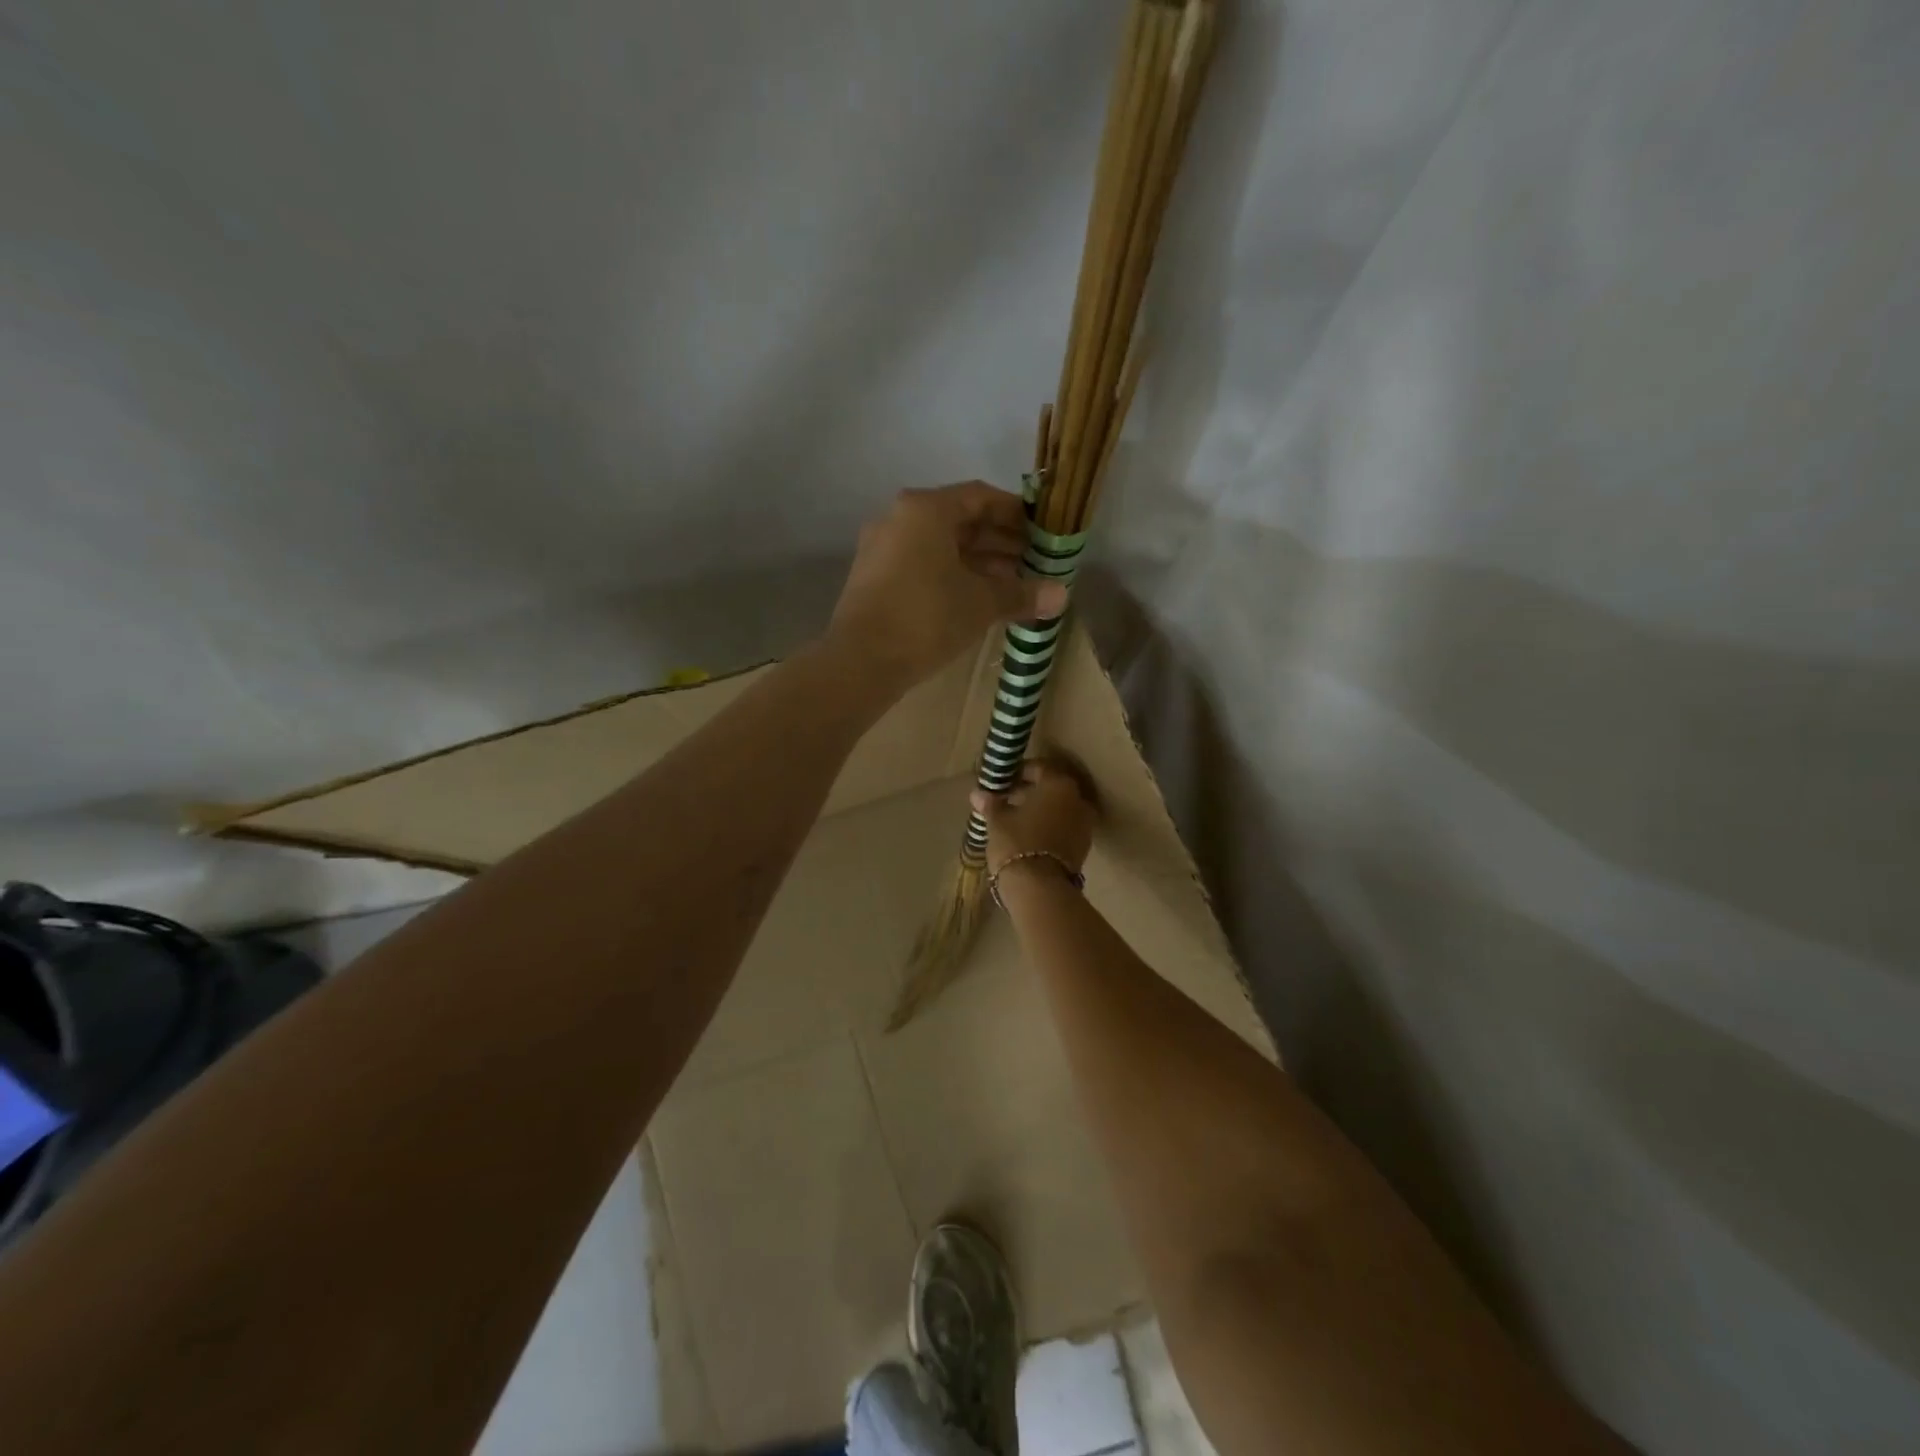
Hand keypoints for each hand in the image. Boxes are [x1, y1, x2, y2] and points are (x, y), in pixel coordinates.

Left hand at [827, 482, 1068, 691]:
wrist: (861, 661)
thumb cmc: (927, 617)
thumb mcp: (982, 603)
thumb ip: (1022, 593)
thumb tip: (1062, 595)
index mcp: (926, 509)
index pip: (981, 497)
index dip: (1017, 514)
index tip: (1044, 532)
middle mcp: (900, 519)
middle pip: (960, 521)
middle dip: (1001, 542)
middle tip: (1035, 563)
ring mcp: (883, 549)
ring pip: (942, 546)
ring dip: (980, 562)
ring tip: (1014, 585)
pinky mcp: (875, 578)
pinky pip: (924, 565)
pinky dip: (954, 576)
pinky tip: (979, 600)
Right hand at [970, 759, 1096, 881]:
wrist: (1040, 888)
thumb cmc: (1017, 843)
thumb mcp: (998, 821)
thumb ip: (991, 804)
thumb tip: (977, 794)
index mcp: (1059, 785)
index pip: (1039, 768)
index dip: (1019, 772)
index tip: (1003, 780)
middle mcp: (1078, 800)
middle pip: (1052, 789)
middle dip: (1030, 792)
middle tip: (1006, 799)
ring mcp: (1085, 824)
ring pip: (1060, 809)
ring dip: (1040, 811)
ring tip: (1015, 820)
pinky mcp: (1083, 847)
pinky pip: (1064, 827)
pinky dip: (1049, 827)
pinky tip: (1029, 836)